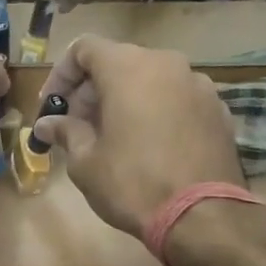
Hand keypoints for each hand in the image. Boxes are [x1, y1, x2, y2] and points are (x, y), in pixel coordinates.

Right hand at [34, 34, 242, 238]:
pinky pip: (177, 101)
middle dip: (92, 92)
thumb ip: (65, 132)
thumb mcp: (85, 162)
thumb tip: (46, 124)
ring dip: (126, 101)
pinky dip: (157, 114)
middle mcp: (167, 64)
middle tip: (77, 128)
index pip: (84, 48)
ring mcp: (199, 85)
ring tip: (113, 139)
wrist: (202, 216)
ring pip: (151, 81)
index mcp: (128, 68)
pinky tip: (149, 148)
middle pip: (119, 63)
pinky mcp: (218, 110)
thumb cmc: (132, 184)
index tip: (52, 108)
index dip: (61, 75)